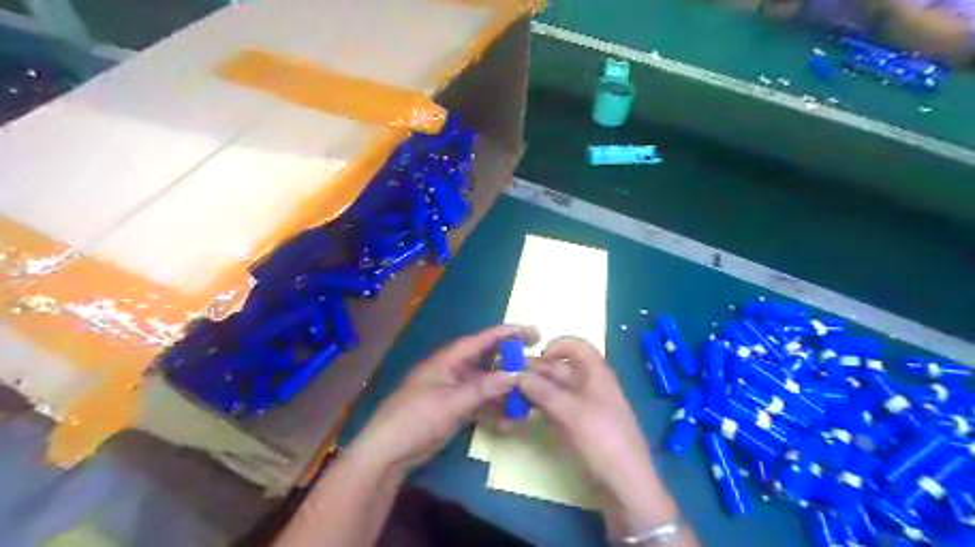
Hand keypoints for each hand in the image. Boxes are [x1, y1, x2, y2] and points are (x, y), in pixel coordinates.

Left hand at [348, 324, 536, 474]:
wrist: (389, 452)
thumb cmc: (417, 418)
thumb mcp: (452, 402)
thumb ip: (484, 388)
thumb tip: (515, 374)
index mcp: (448, 360)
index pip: (481, 340)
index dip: (507, 334)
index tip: (532, 332)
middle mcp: (453, 370)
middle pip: (487, 359)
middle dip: (510, 360)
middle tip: (536, 360)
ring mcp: (454, 390)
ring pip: (486, 383)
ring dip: (505, 388)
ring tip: (529, 395)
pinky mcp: (454, 408)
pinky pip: (480, 402)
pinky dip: (494, 409)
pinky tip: (510, 421)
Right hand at [518, 337, 679, 538]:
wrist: (625, 485)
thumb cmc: (604, 440)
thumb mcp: (573, 413)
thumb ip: (544, 391)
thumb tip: (517, 374)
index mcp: (596, 374)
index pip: (578, 346)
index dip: (558, 346)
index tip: (538, 357)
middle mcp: (588, 385)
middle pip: (560, 368)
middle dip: (536, 370)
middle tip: (507, 377)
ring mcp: (581, 406)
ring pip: (554, 390)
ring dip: (533, 390)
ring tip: (508, 395)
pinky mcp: (575, 425)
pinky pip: (553, 409)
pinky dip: (538, 408)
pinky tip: (520, 413)